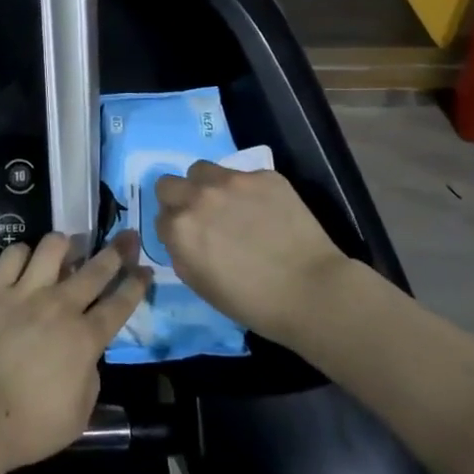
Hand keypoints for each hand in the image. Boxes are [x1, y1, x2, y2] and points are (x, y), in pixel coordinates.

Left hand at [0, 231, 150, 472]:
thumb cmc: (30, 426)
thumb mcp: (79, 415)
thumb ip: (90, 377)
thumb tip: (87, 356)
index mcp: (85, 338)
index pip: (119, 304)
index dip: (136, 284)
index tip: (145, 268)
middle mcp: (60, 305)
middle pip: (95, 269)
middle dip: (116, 250)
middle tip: (126, 236)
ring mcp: (25, 291)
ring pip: (53, 247)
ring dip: (65, 245)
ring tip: (67, 247)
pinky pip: (13, 254)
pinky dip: (22, 254)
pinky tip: (24, 261)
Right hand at [155, 161, 348, 346]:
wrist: (312, 292)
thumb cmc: (254, 303)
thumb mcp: (201, 286)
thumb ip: (181, 252)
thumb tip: (180, 236)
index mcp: (180, 228)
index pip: (160, 216)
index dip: (174, 229)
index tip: (190, 239)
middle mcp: (199, 196)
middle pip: (169, 183)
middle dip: (180, 199)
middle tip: (202, 217)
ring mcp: (232, 181)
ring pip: (202, 170)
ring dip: (207, 186)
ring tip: (230, 206)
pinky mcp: (264, 175)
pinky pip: (243, 175)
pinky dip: (247, 191)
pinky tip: (266, 212)